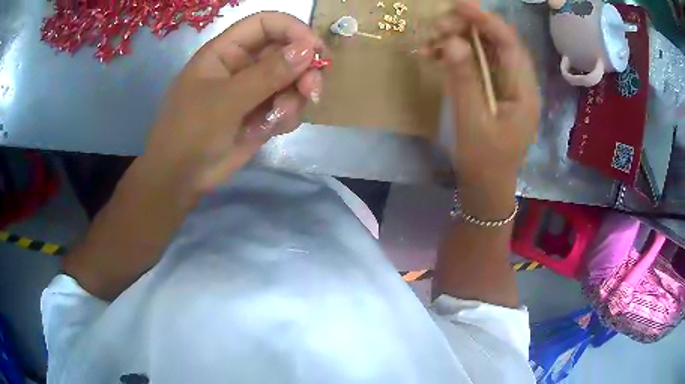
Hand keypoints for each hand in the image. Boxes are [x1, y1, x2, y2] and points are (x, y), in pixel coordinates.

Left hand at [140, 12, 324, 204]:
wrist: (182, 177)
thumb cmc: (191, 131)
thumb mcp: (226, 100)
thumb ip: (268, 74)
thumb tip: (309, 49)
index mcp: (227, 50)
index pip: (266, 23)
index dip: (293, 30)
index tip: (315, 50)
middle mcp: (244, 65)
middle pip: (287, 51)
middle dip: (303, 70)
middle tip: (312, 92)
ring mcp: (254, 89)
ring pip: (293, 80)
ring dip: (295, 97)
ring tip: (279, 117)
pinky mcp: (262, 113)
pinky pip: (288, 105)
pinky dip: (287, 116)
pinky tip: (271, 129)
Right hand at [421, 2, 539, 195]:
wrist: (486, 190)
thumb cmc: (484, 163)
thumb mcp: (472, 123)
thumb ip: (463, 81)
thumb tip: (452, 42)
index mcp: (524, 92)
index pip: (510, 44)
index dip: (487, 21)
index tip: (460, 5)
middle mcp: (519, 84)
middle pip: (497, 42)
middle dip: (467, 28)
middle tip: (435, 28)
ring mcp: (506, 87)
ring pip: (485, 50)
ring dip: (458, 39)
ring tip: (428, 41)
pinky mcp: (493, 91)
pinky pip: (476, 63)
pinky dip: (456, 55)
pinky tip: (434, 55)